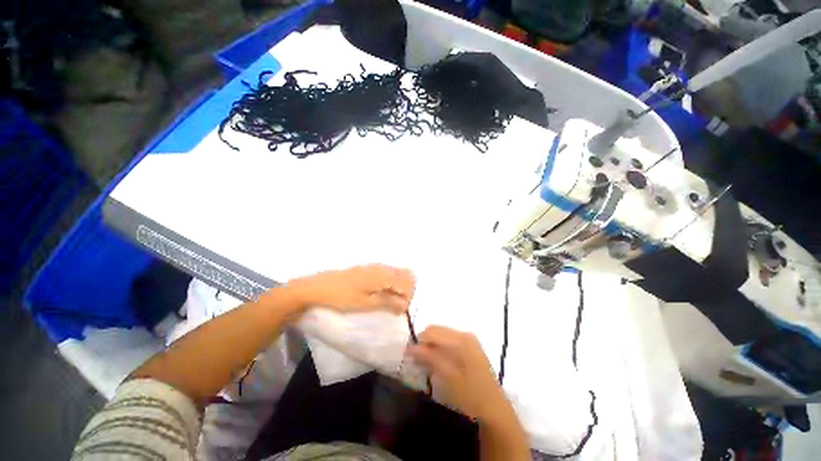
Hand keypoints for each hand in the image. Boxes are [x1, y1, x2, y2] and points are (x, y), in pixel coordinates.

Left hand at [284, 264, 414, 314]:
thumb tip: (405, 305)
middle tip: (397, 306)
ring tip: (389, 302)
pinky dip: (390, 283)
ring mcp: (375, 266)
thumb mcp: (366, 303)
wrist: (318, 287)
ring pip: (396, 273)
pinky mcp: (368, 268)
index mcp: (383, 275)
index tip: (401, 310)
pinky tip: (381, 294)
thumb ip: (388, 302)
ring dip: (398, 287)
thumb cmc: (342, 296)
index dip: (408, 297)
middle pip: (405, 275)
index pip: (407, 283)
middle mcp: (382, 267)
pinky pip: (387, 273)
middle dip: (405, 291)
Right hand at [410, 326, 510, 421]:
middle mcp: (464, 334)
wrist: (494, 409)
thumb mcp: (448, 377)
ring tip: (426, 362)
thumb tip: (410, 347)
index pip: (432, 332)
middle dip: (425, 342)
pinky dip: (440, 347)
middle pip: (437, 330)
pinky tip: (438, 361)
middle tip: (417, 360)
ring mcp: (469, 339)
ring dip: (432, 345)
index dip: (418, 341)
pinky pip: (449, 339)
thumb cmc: (470, 394)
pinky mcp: (470, 345)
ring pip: (442, 334)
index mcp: (460, 340)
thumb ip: (429, 358)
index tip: (409, 355)